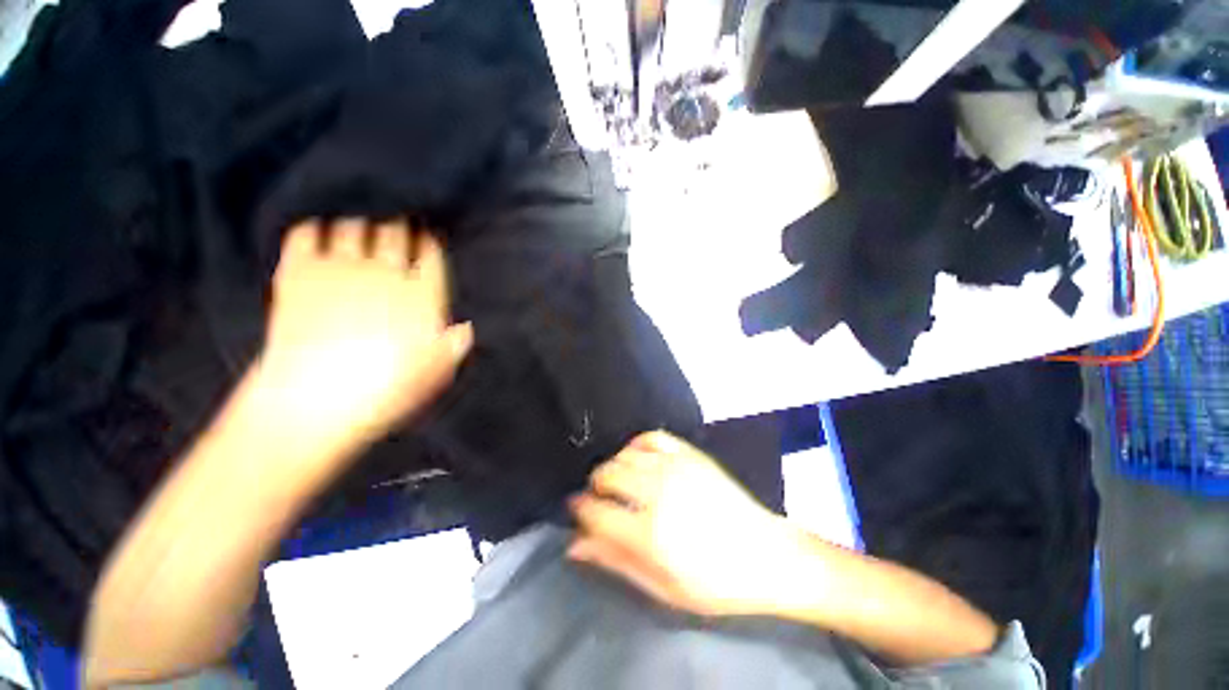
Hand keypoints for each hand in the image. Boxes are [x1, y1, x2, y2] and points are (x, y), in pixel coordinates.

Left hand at [254, 218, 472, 453]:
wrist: (310, 404)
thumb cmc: (384, 392)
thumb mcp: (435, 373)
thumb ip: (453, 345)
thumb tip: (465, 329)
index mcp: (421, 295)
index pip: (430, 254)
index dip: (429, 243)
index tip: (427, 239)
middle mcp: (384, 273)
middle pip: (394, 231)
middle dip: (398, 227)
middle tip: (397, 228)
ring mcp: (339, 270)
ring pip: (352, 225)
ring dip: (359, 225)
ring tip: (359, 231)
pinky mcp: (297, 274)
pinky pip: (306, 233)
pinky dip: (314, 229)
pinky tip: (320, 236)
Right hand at [569, 431, 792, 616]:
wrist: (766, 554)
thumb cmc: (714, 583)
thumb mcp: (662, 588)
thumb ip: (615, 561)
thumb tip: (575, 544)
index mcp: (649, 533)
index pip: (595, 511)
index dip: (580, 510)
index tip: (578, 512)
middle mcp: (657, 492)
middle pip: (606, 474)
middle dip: (595, 486)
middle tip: (602, 500)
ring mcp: (675, 467)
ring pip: (624, 455)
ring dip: (613, 467)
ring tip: (620, 483)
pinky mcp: (690, 454)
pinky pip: (650, 436)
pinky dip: (636, 445)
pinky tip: (638, 459)